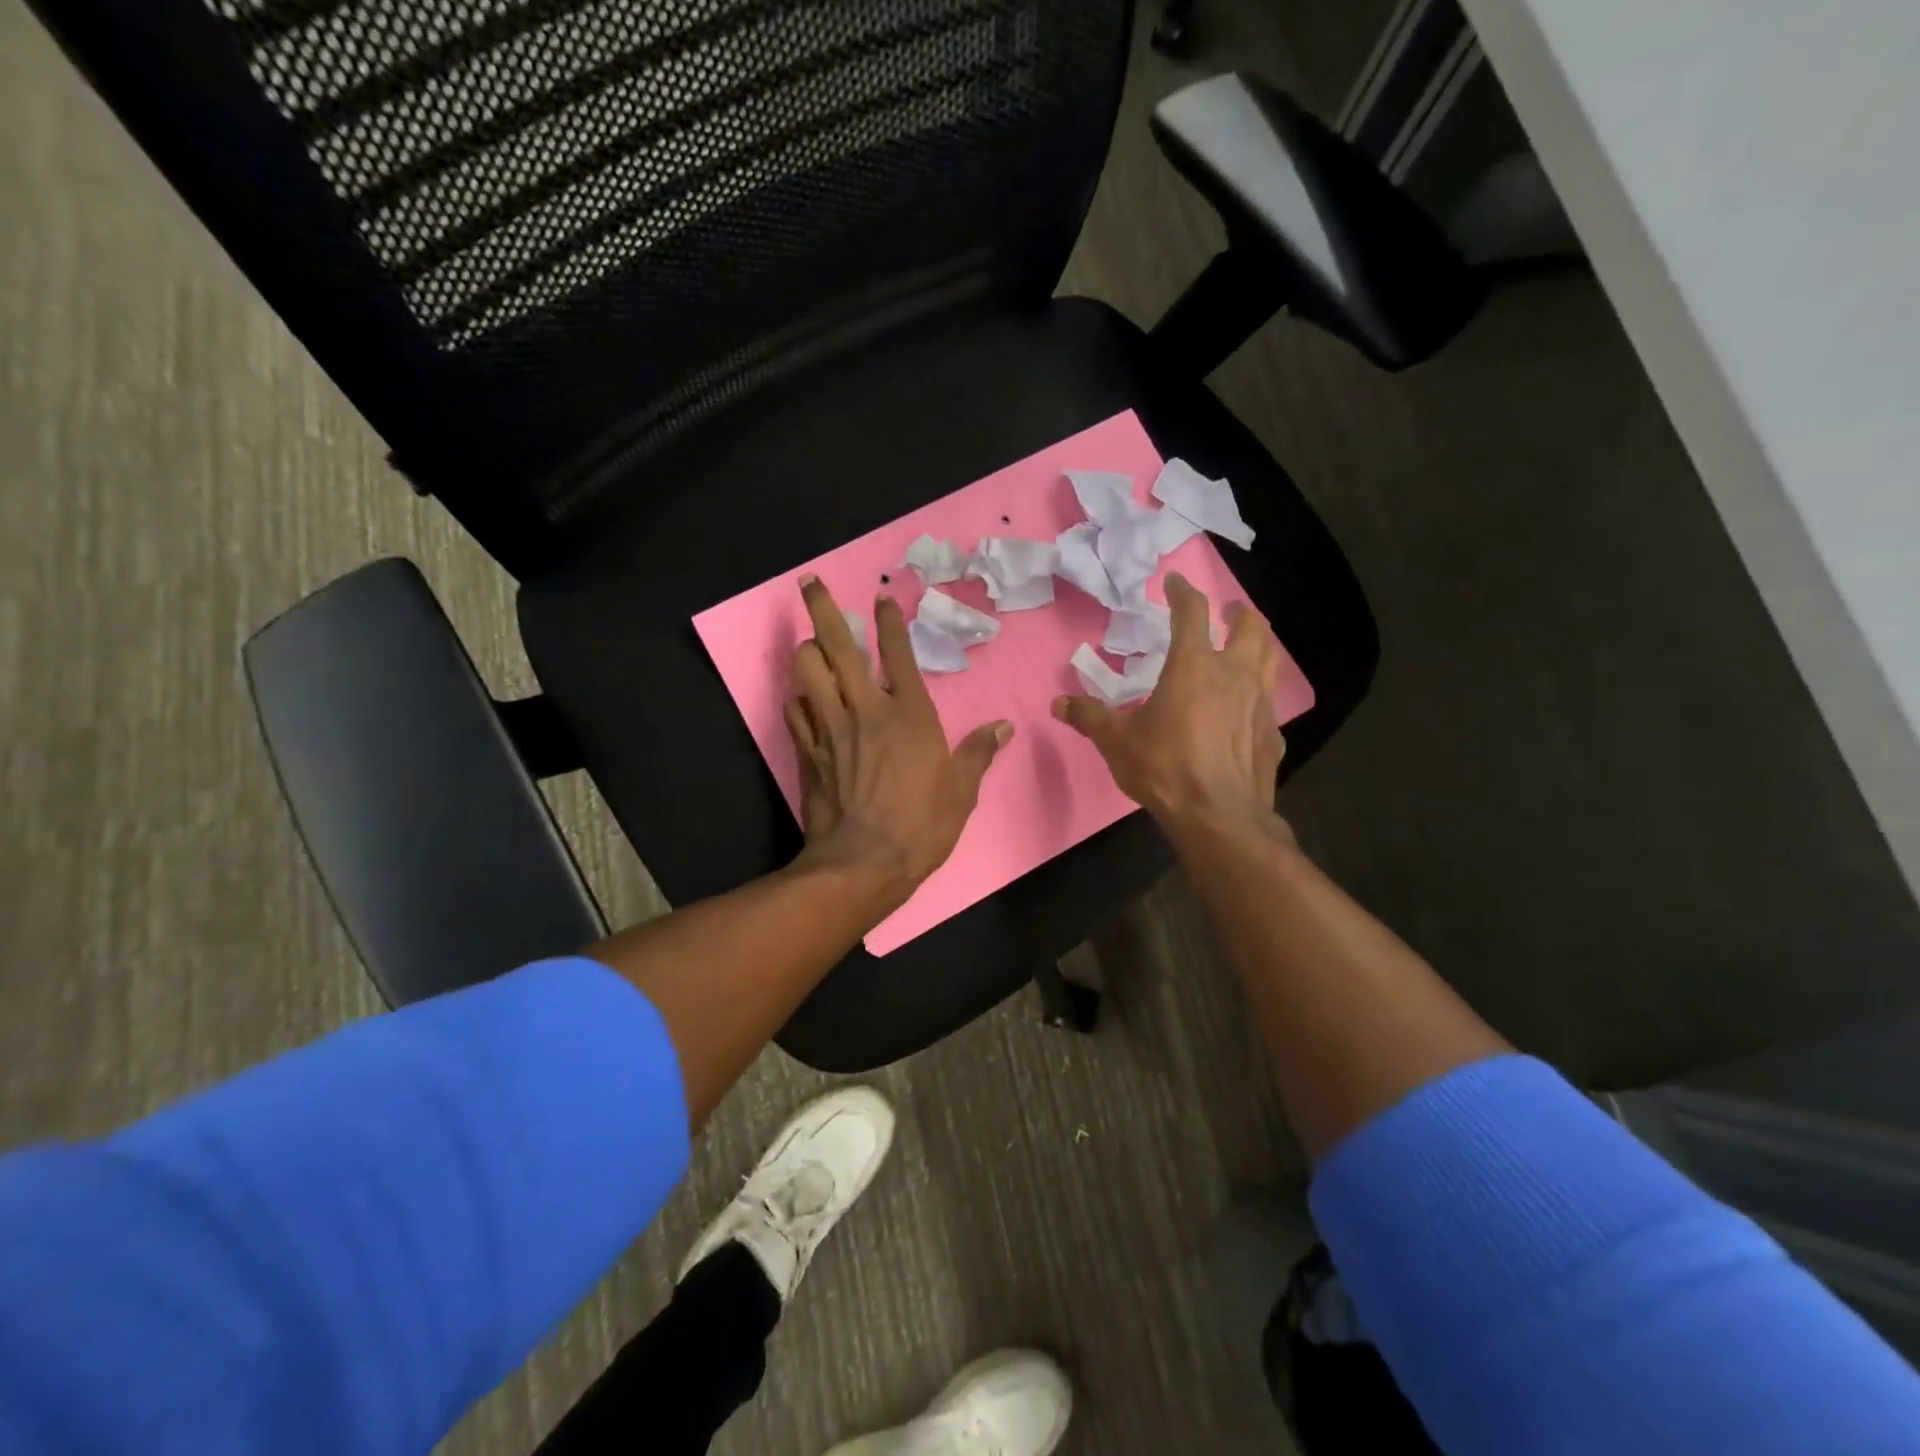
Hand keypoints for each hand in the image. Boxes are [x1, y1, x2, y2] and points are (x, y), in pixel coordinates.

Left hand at [784, 575, 1011, 903]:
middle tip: (810, 583)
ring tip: (809, 643)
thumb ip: (979, 753)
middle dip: (824, 609)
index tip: (881, 597)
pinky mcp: (808, 752)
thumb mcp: (962, 792)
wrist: (864, 864)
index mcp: (910, 714)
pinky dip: (798, 699)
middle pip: (838, 647)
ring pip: (807, 672)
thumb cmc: (921, 826)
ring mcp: (831, 729)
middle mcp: (866, 710)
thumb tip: (1003, 728)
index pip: (898, 655)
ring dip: (806, 652)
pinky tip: (803, 698)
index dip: (889, 622)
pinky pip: (795, 712)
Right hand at [1053, 574, 1288, 840]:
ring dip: (1259, 643)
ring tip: (1247, 644)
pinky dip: (1259, 692)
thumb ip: (1090, 717)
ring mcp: (1260, 702)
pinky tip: (1247, 708)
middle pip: (1250, 627)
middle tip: (1230, 609)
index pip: (1192, 612)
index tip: (1176, 581)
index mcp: (1194, 666)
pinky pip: (1269, 700)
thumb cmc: (1165, 768)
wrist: (1219, 815)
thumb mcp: (1117, 742)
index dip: (1183, 591)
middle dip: (1239, 612)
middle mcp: (1234, 674)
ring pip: (1270, 657)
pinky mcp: (1273, 733)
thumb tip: (1059, 704)